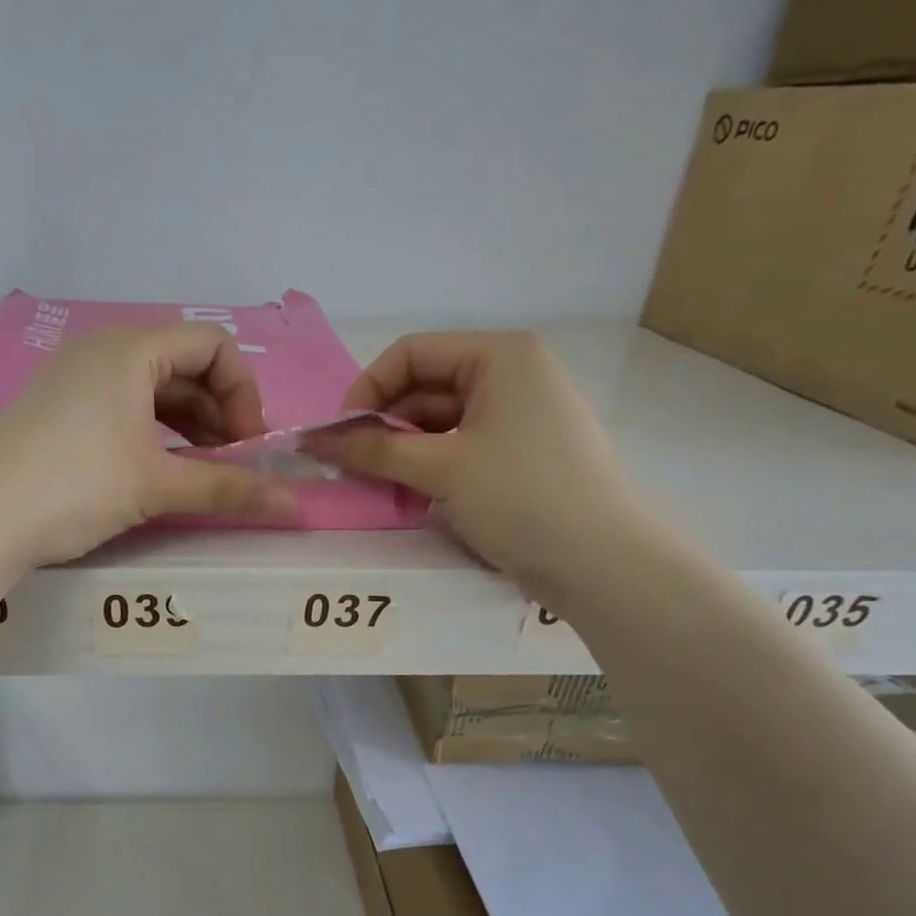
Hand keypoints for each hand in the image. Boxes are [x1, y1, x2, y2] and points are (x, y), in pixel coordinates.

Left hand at [0, 322, 297, 564]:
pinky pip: (121, 404)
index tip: (248, 446)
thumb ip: (227, 488)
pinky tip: (159, 467)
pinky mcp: (56, 407)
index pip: (213, 344)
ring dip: (188, 424)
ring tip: (201, 469)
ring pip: (151, 387)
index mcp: (130, 347)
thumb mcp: (156, 485)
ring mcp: (73, 376)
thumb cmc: (75, 486)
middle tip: (231, 462)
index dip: (243, 393)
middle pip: (183, 364)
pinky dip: (152, 430)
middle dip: (218, 411)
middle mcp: (101, 348)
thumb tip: (294, 506)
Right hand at [312, 331, 649, 591]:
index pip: (412, 354)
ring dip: (401, 448)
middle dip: (382, 423)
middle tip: (348, 463)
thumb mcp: (442, 468)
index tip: (337, 434)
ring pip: (438, 420)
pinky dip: (427, 464)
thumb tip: (314, 439)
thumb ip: (375, 449)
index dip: (367, 389)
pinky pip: (458, 445)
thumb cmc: (522, 496)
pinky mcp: (518, 454)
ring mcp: (517, 416)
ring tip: (374, 482)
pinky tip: (407, 493)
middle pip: (424, 386)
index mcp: (500, 356)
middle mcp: (511, 375)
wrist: (601, 562)